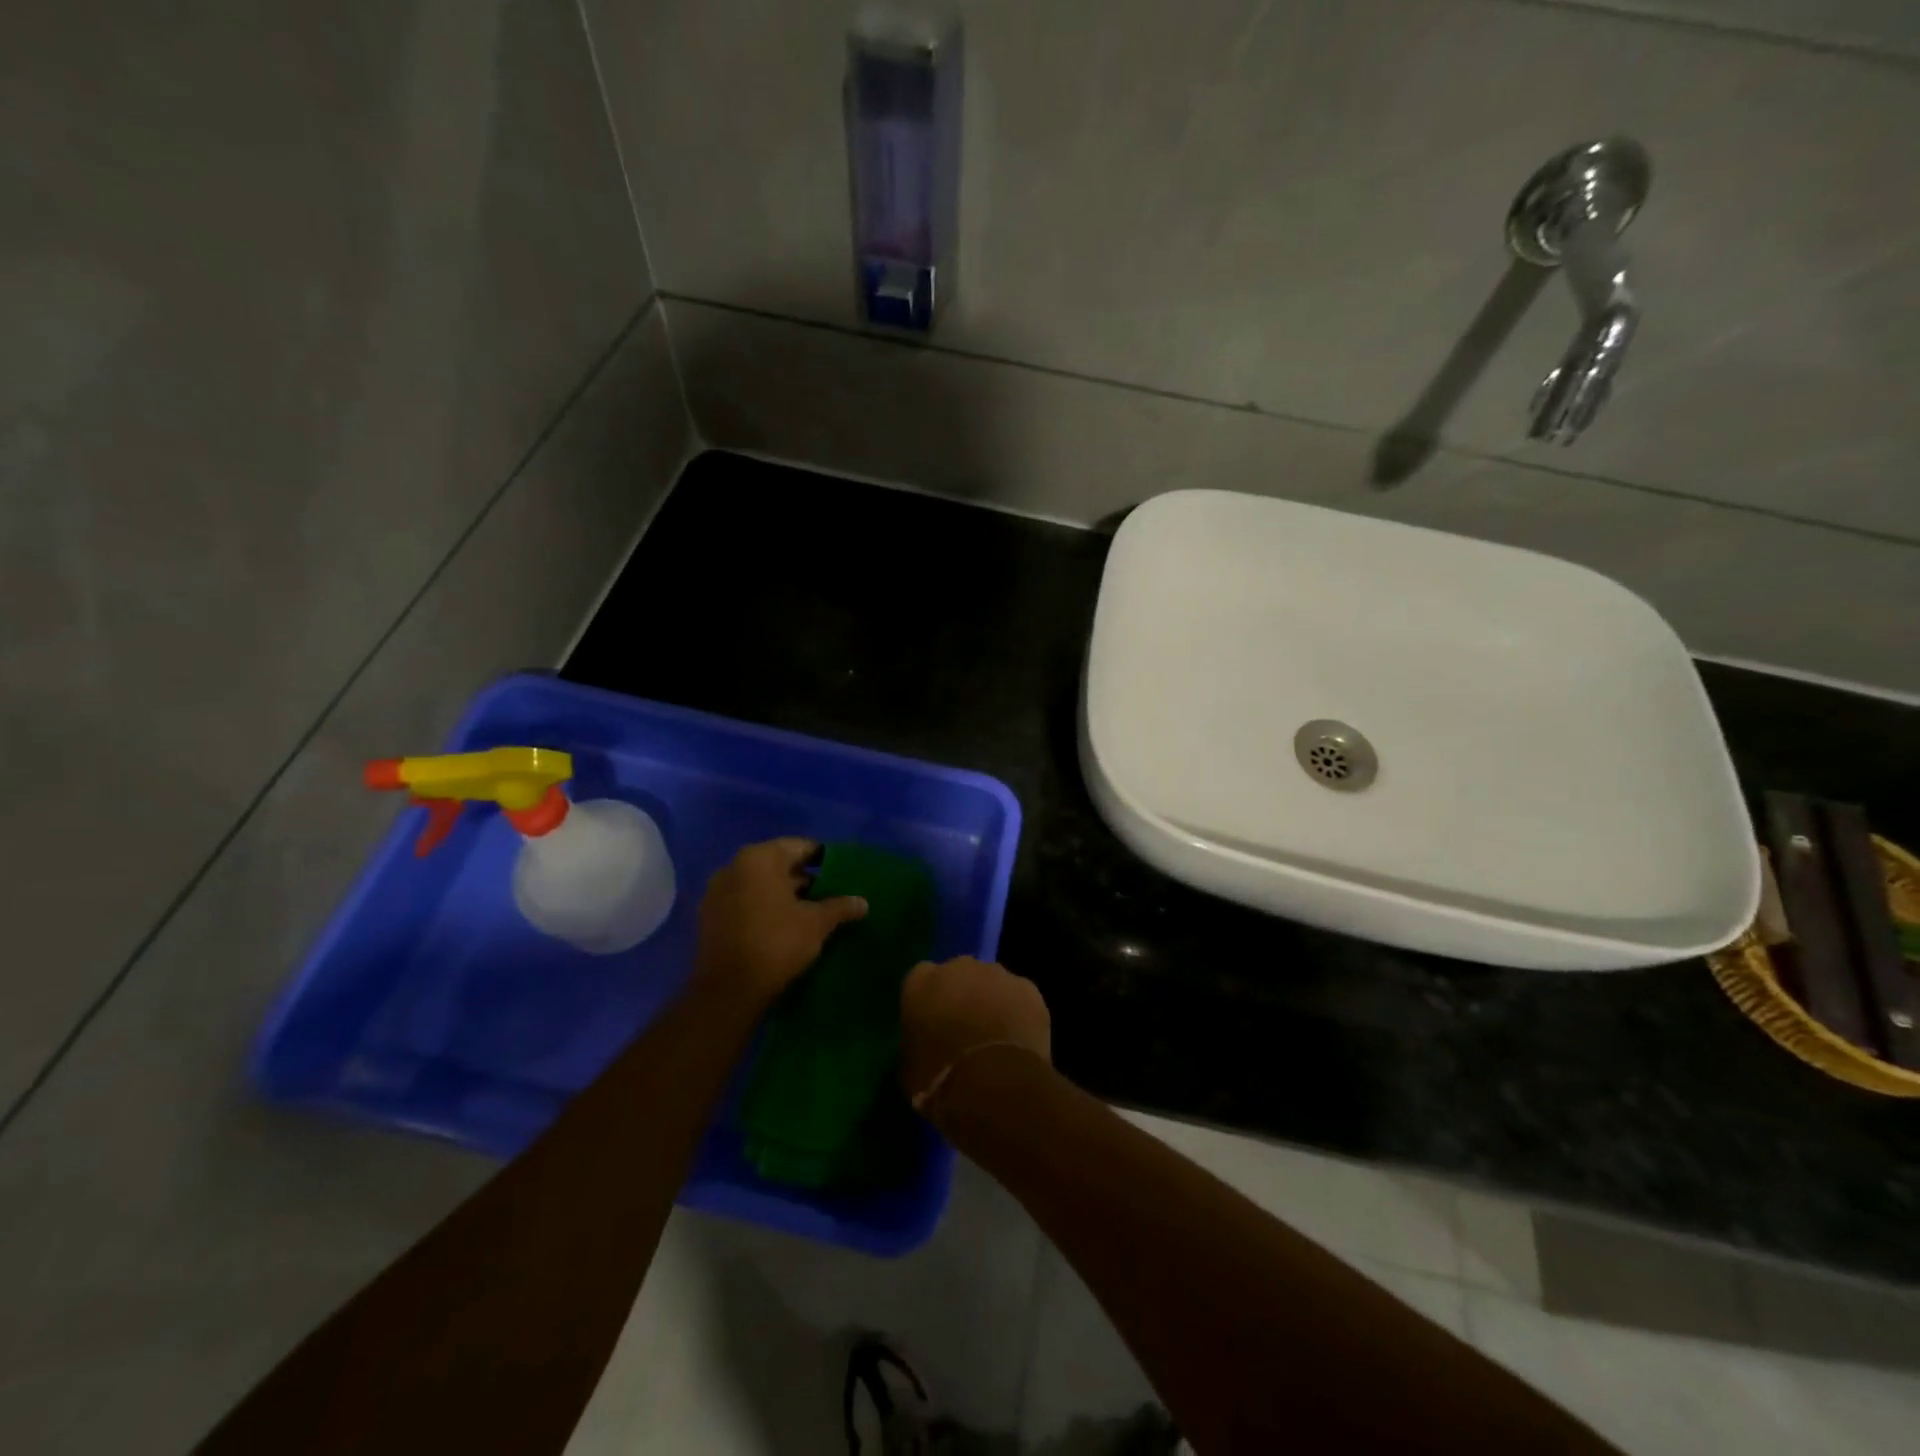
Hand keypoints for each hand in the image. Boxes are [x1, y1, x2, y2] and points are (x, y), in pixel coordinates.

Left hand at [695, 838, 866, 1006]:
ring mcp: (717, 892)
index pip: (800, 847)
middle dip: (803, 878)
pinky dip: (763, 908)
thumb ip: (840, 906)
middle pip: (777, 864)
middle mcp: (733, 866)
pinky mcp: (709, 916)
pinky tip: (782, 926)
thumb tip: (863, 902)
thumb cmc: (777, 943)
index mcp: (760, 858)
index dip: (823, 858)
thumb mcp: (817, 923)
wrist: (728, 990)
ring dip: (782, 894)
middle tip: (829, 894)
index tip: (841, 873)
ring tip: (809, 912)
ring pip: (759, 884)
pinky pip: (743, 902)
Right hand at [899, 957, 1051, 1117]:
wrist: (994, 1086)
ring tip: (996, 1039)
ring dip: (992, 1002)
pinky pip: (1020, 997)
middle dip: (962, 995)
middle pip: (959, 974)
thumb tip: (925, 1045)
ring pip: (993, 983)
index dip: (929, 1001)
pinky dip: (1019, 1013)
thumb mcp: (910, 1067)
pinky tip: (1019, 1042)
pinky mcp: (1028, 988)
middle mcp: (958, 967)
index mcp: (920, 981)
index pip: (921, 978)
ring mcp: (997, 974)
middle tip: (966, 1029)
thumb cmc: (940, 1081)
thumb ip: (916, 1042)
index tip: (933, 1023)